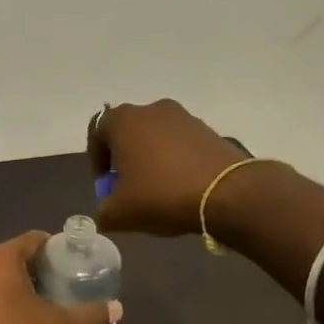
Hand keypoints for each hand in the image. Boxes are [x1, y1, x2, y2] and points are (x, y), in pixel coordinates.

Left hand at [0, 231, 120, 323]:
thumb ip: (89, 313)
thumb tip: (118, 308)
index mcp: (1, 257)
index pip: (34, 239)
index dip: (56, 249)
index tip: (73, 264)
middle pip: (15, 255)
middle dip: (38, 267)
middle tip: (62, 283)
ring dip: (18, 282)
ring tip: (43, 300)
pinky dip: (0, 295)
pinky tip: (17, 315)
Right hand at [88, 99, 252, 237]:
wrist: (227, 193)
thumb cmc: (162, 195)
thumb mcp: (120, 213)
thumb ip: (103, 211)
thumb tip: (107, 211)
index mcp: (124, 120)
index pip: (97, 130)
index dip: (96, 158)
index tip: (105, 183)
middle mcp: (152, 109)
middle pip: (128, 131)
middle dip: (124, 158)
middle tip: (128, 187)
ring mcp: (184, 117)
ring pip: (156, 136)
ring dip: (151, 159)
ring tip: (157, 189)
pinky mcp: (209, 130)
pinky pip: (181, 144)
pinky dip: (176, 161)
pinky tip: (182, 187)